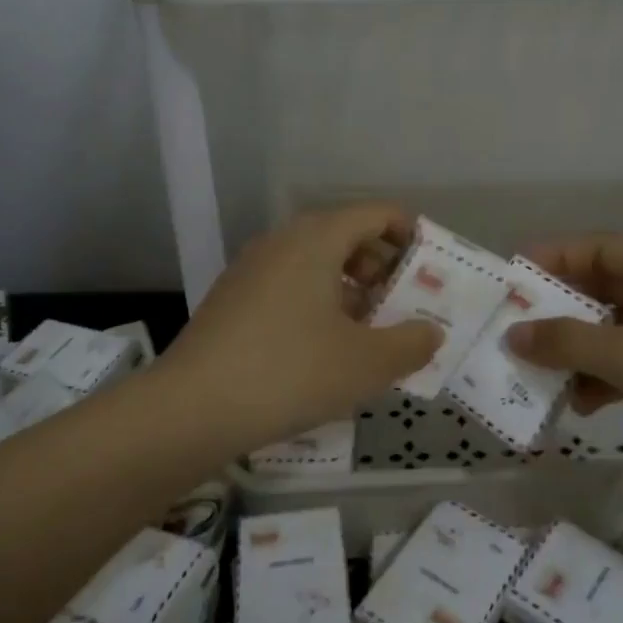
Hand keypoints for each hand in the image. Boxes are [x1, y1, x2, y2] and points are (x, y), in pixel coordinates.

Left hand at [158, 203, 442, 452]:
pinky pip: (288, 283)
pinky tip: (321, 348)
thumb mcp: (366, 364)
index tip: (429, 271)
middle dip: (381, 267)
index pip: (377, 213)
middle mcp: (283, 240)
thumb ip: (411, 343)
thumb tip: (431, 331)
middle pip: (346, 234)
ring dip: (349, 288)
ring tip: (366, 332)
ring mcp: (252, 267)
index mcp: (318, 238)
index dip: (410, 235)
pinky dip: (316, 301)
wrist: (190, 409)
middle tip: (400, 306)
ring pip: (315, 261)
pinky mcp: (232, 297)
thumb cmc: (290, 373)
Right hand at [506, 234, 622, 459]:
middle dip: (560, 309)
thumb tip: (513, 334)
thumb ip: (568, 342)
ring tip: (539, 372)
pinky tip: (579, 404)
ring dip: (579, 350)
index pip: (598, 248)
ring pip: (615, 333)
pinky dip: (604, 381)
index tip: (512, 277)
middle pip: (604, 290)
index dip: (554, 257)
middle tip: (516, 327)